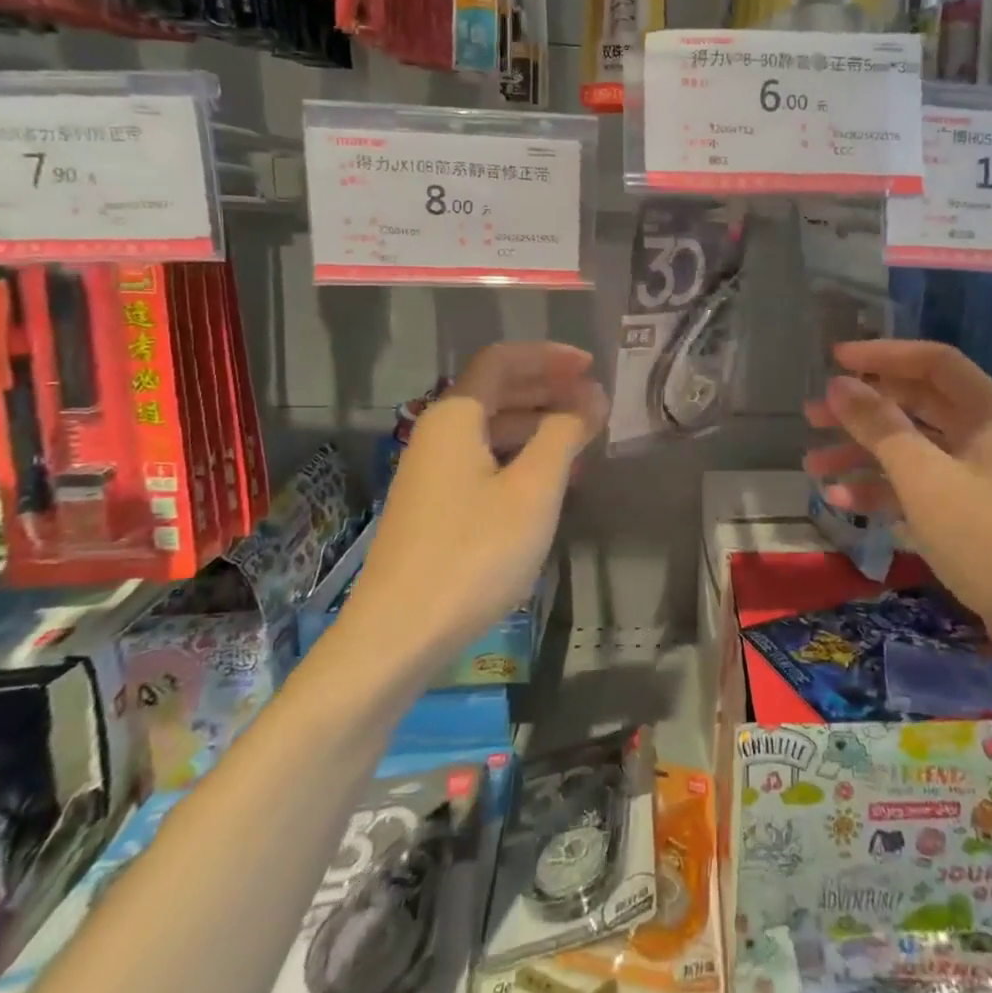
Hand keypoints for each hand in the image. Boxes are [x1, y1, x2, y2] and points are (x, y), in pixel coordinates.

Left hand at [340, 343, 608, 663]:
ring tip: (583, 438)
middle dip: (547, 388)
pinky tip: (550, 480)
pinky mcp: (434, 507)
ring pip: (491, 428)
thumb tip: (591, 395)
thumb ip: (565, 433)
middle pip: (496, 391)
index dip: (549, 356)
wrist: (397, 635)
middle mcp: (438, 434)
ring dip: (538, 423)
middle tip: (594, 399)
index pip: (502, 361)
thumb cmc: (473, 553)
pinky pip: (484, 460)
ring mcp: (432, 473)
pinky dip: (521, 456)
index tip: (592, 367)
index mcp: (455, 417)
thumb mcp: (533, 489)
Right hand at [803, 340, 991, 621]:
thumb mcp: (925, 477)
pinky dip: (885, 491)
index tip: (833, 361)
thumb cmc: (991, 537)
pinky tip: (843, 501)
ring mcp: (983, 477)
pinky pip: (923, 488)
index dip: (881, 355)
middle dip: (863, 410)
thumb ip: (879, 426)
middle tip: (812, 417)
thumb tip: (840, 385)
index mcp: (989, 410)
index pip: (932, 362)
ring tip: (813, 466)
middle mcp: (988, 434)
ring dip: (864, 454)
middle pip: (917, 405)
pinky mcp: (975, 516)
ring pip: (914, 450)